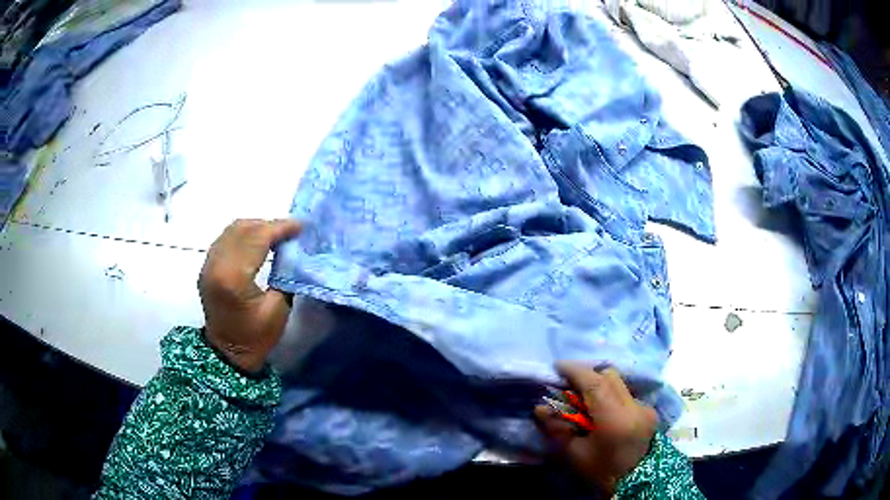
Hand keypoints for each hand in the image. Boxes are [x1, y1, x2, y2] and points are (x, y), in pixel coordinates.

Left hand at [198, 219, 301, 372]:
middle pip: (243, 228)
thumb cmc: (255, 337)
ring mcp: (208, 264)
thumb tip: (293, 253)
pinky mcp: (206, 267)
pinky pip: (224, 239)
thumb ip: (284, 276)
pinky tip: (256, 242)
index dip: (280, 228)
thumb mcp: (278, 310)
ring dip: (255, 227)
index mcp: (234, 277)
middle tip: (290, 230)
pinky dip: (242, 234)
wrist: (227, 354)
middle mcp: (216, 264)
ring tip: (275, 234)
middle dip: (269, 224)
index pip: (257, 238)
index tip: (300, 226)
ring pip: (231, 230)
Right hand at [535, 362, 658, 494]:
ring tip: (584, 400)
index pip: (595, 383)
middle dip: (587, 375)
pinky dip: (611, 396)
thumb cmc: (602, 472)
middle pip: (609, 376)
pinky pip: (626, 394)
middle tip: (568, 385)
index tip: (557, 367)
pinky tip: (602, 412)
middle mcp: (634, 406)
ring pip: (619, 384)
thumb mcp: (575, 454)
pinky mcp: (649, 411)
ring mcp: (645, 407)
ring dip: (599, 385)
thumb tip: (540, 408)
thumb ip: (558, 429)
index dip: (575, 371)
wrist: (636, 484)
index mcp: (615, 418)